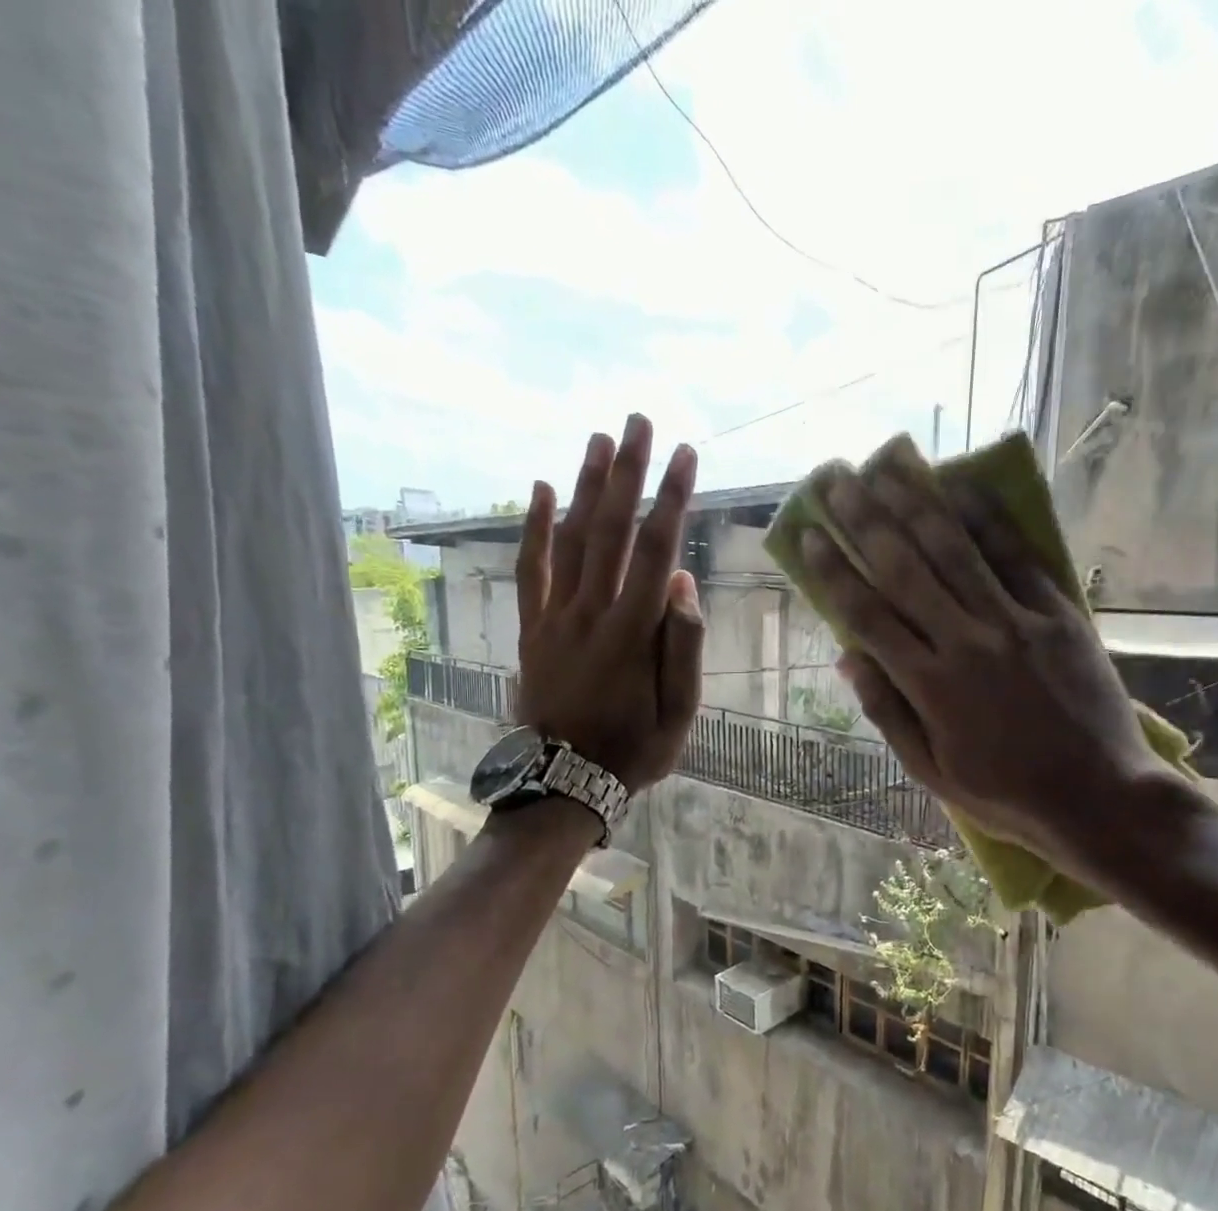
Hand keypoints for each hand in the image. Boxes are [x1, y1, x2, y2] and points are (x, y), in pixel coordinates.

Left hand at [515, 414, 703, 790]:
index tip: (686, 456)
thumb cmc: (633, 750)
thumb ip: (682, 647)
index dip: (673, 499)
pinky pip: (531, 570)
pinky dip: (535, 529)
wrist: (563, 780)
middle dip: (628, 473)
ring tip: (599, 440)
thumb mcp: (678, 713)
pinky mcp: (532, 628)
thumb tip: (682, 584)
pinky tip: (542, 490)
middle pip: (612, 530)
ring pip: (572, 540)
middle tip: (639, 422)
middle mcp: (591, 612)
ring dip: (586, 487)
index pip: (657, 551)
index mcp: (633, 633)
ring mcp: (556, 618)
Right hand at [798, 436, 1183, 862]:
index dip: (833, 572)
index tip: (808, 534)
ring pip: (956, 550)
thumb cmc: (1005, 793)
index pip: (868, 615)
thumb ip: (888, 712)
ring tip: (885, 465)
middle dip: (864, 519)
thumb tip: (848, 658)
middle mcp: (966, 642)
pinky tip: (962, 485)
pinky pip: (1017, 556)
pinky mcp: (1058, 613)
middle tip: (835, 478)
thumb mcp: (931, 770)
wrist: (1099, 796)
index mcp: (930, 687)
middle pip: (904, 568)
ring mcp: (1016, 622)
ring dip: (916, 502)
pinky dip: (987, 517)